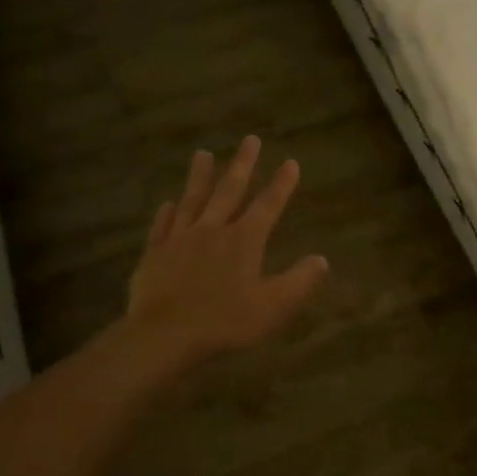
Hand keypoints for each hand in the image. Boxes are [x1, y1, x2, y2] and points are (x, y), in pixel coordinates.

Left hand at [123, 137, 328, 372]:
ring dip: (200, 176)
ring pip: (192, 200)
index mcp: (244, 240)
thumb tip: (322, 260)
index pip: (268, 205)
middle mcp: (212, 230)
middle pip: (229, 191)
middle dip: (242, 165)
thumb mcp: (274, 306)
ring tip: (202, 154)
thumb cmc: (225, 322)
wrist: (164, 335)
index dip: (282, 184)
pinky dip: (167, 213)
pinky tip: (168, 203)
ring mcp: (179, 239)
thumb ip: (300, 281)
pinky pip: (162, 226)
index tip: (291, 163)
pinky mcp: (154, 254)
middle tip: (249, 140)